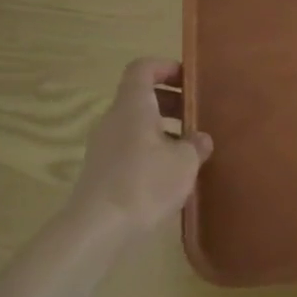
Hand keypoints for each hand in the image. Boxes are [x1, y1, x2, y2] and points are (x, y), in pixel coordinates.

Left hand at [68, 58, 213, 239]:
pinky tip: (168, 174)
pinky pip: (128, 146)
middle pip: (140, 96)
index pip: (142, 68)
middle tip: (195, 115)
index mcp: (133, 105)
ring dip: (161, 129)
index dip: (165, 67)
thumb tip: (199, 138)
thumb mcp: (184, 162)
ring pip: (135, 124)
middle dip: (170, 101)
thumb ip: (195, 145)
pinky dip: (149, 149)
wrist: (97, 229)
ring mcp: (103, 145)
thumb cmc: (144, 183)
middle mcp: (114, 118)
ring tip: (187, 149)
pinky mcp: (101, 170)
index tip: (188, 79)